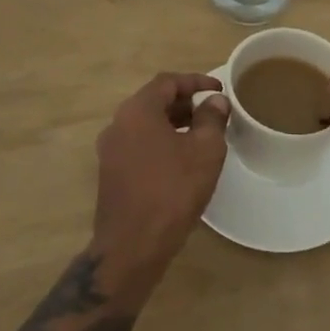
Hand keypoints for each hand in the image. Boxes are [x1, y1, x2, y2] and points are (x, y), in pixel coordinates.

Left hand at [91, 73, 228, 298]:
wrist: (131, 248)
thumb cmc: (172, 191)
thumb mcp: (205, 151)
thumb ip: (212, 119)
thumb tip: (214, 102)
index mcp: (137, 111)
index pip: (168, 82)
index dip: (196, 82)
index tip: (219, 90)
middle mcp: (118, 124)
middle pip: (154, 101)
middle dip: (185, 103)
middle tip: (212, 112)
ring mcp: (110, 150)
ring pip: (146, 124)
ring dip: (173, 123)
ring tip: (201, 136)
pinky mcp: (110, 174)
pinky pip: (139, 145)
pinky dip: (161, 142)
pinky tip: (181, 161)